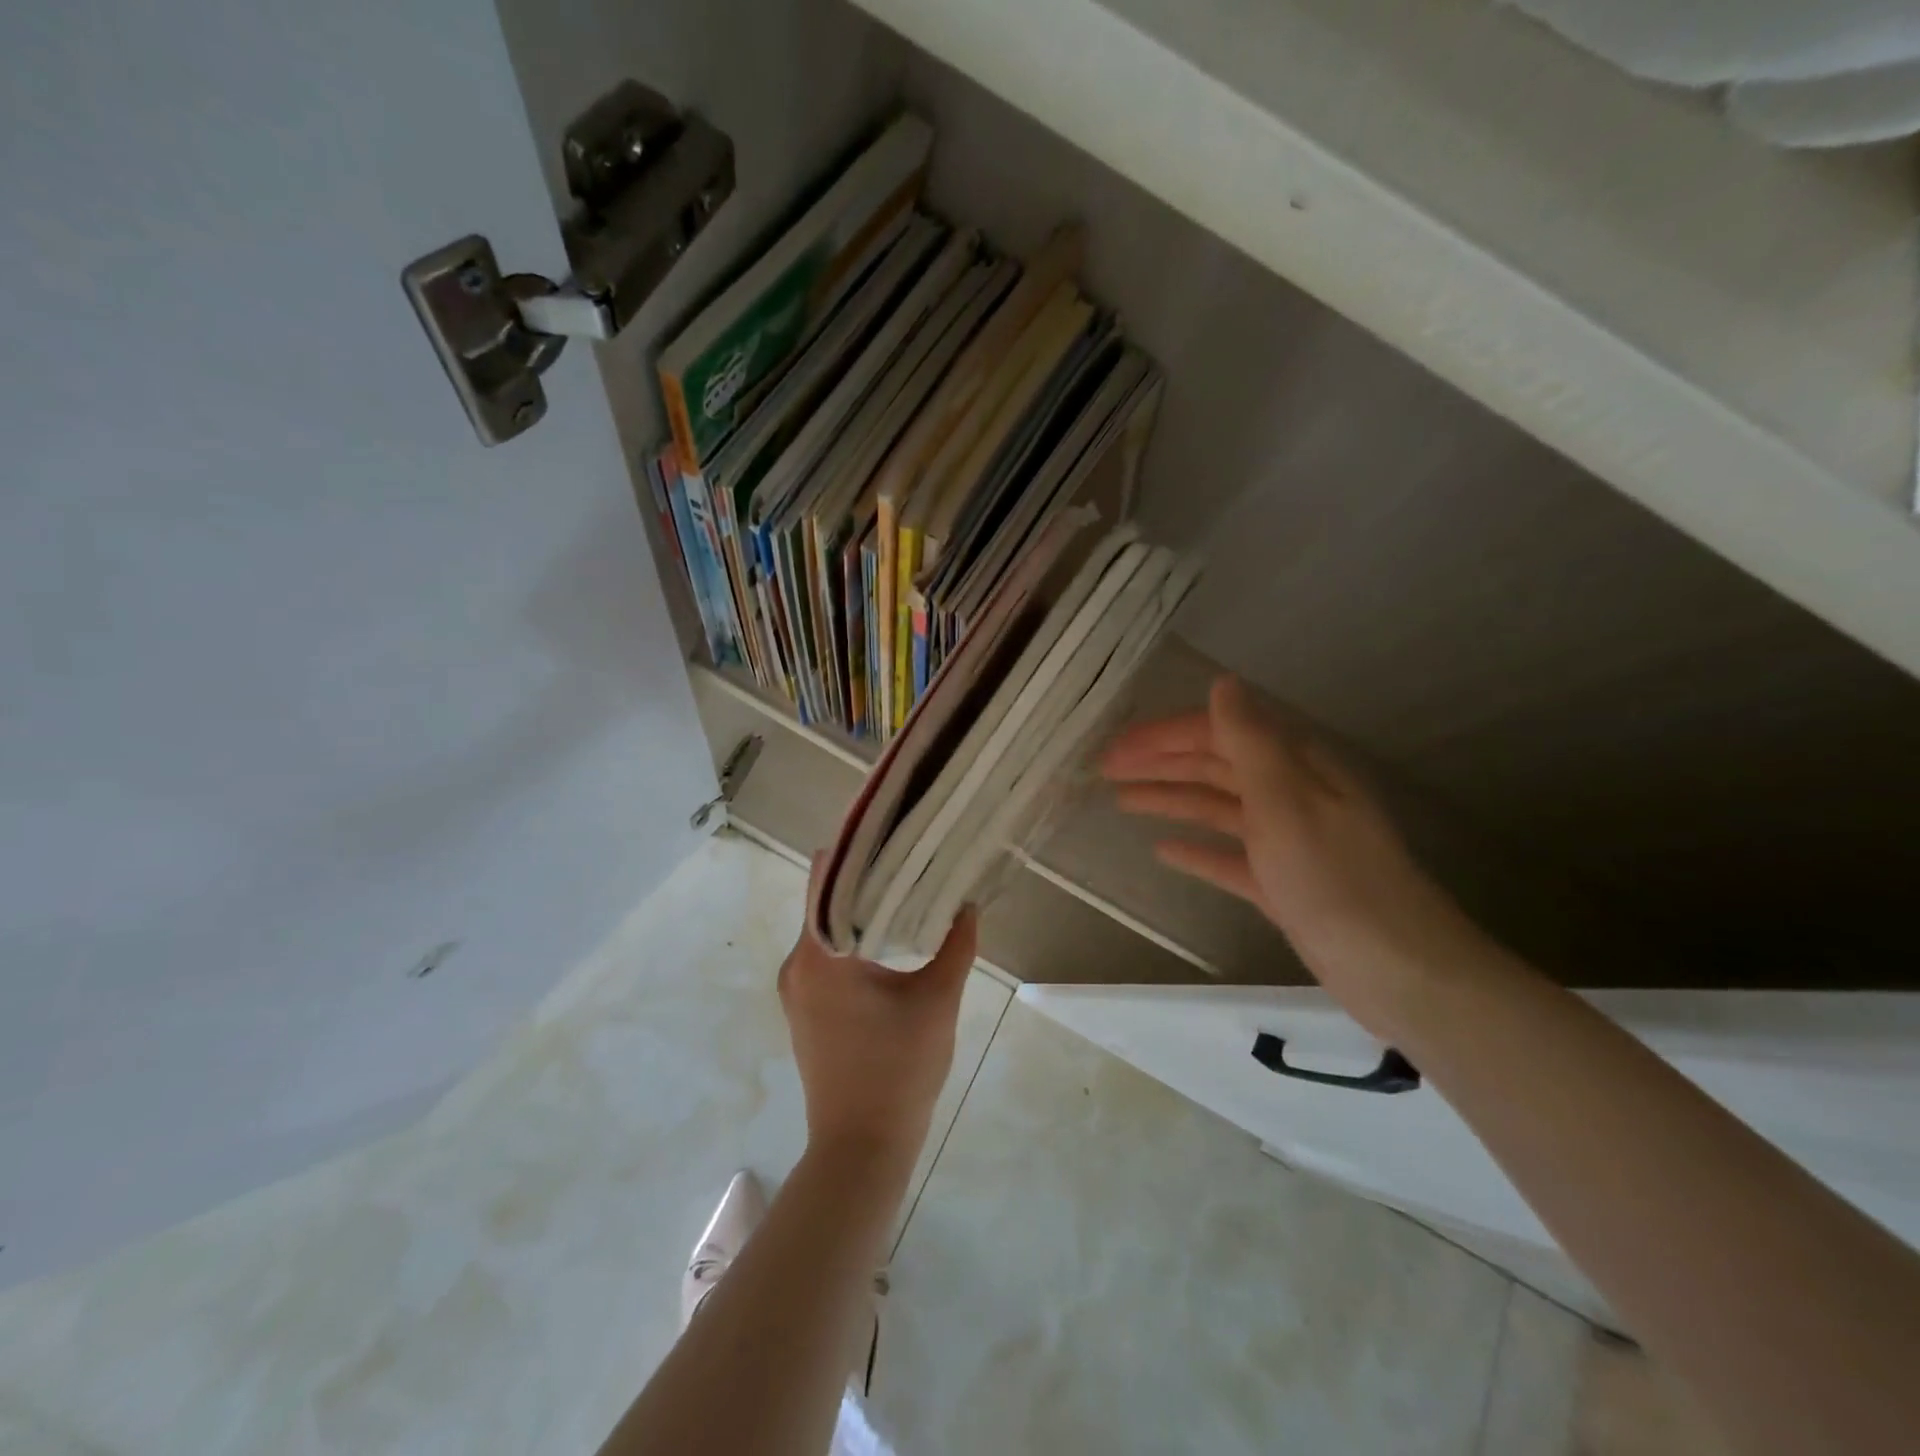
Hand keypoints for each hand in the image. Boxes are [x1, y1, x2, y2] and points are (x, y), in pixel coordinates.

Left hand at [779, 857, 978, 1169]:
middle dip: (865, 877)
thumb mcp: (937, 1001)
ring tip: (904, 886)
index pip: (827, 878)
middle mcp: (797, 964)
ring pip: (826, 928)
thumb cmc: (898, 1071)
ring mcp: (796, 989)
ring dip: (859, 909)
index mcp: (819, 954)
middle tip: (908, 854)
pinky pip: (825, 954)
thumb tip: (968, 905)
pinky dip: (853, 938)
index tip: (889, 829)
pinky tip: (888, 934)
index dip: (856, 850)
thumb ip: (956, 946)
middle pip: (826, 900)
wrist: (861, 1147)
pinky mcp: (805, 1008)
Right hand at [1102, 675, 1485, 1034]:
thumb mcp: (1286, 800)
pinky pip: (1228, 856)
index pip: (1218, 733)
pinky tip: (1164, 851)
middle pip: (1214, 766)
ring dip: (1170, 799)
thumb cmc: (1334, 878)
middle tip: (1105, 770)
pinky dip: (1197, 849)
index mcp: (1293, 766)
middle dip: (1159, 764)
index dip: (1163, 737)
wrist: (1396, 968)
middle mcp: (1289, 794)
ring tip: (1122, 801)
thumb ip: (1250, 741)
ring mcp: (1286, 841)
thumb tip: (1222, 683)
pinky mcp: (1281, 883)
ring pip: (1217, 808)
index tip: (1115, 749)